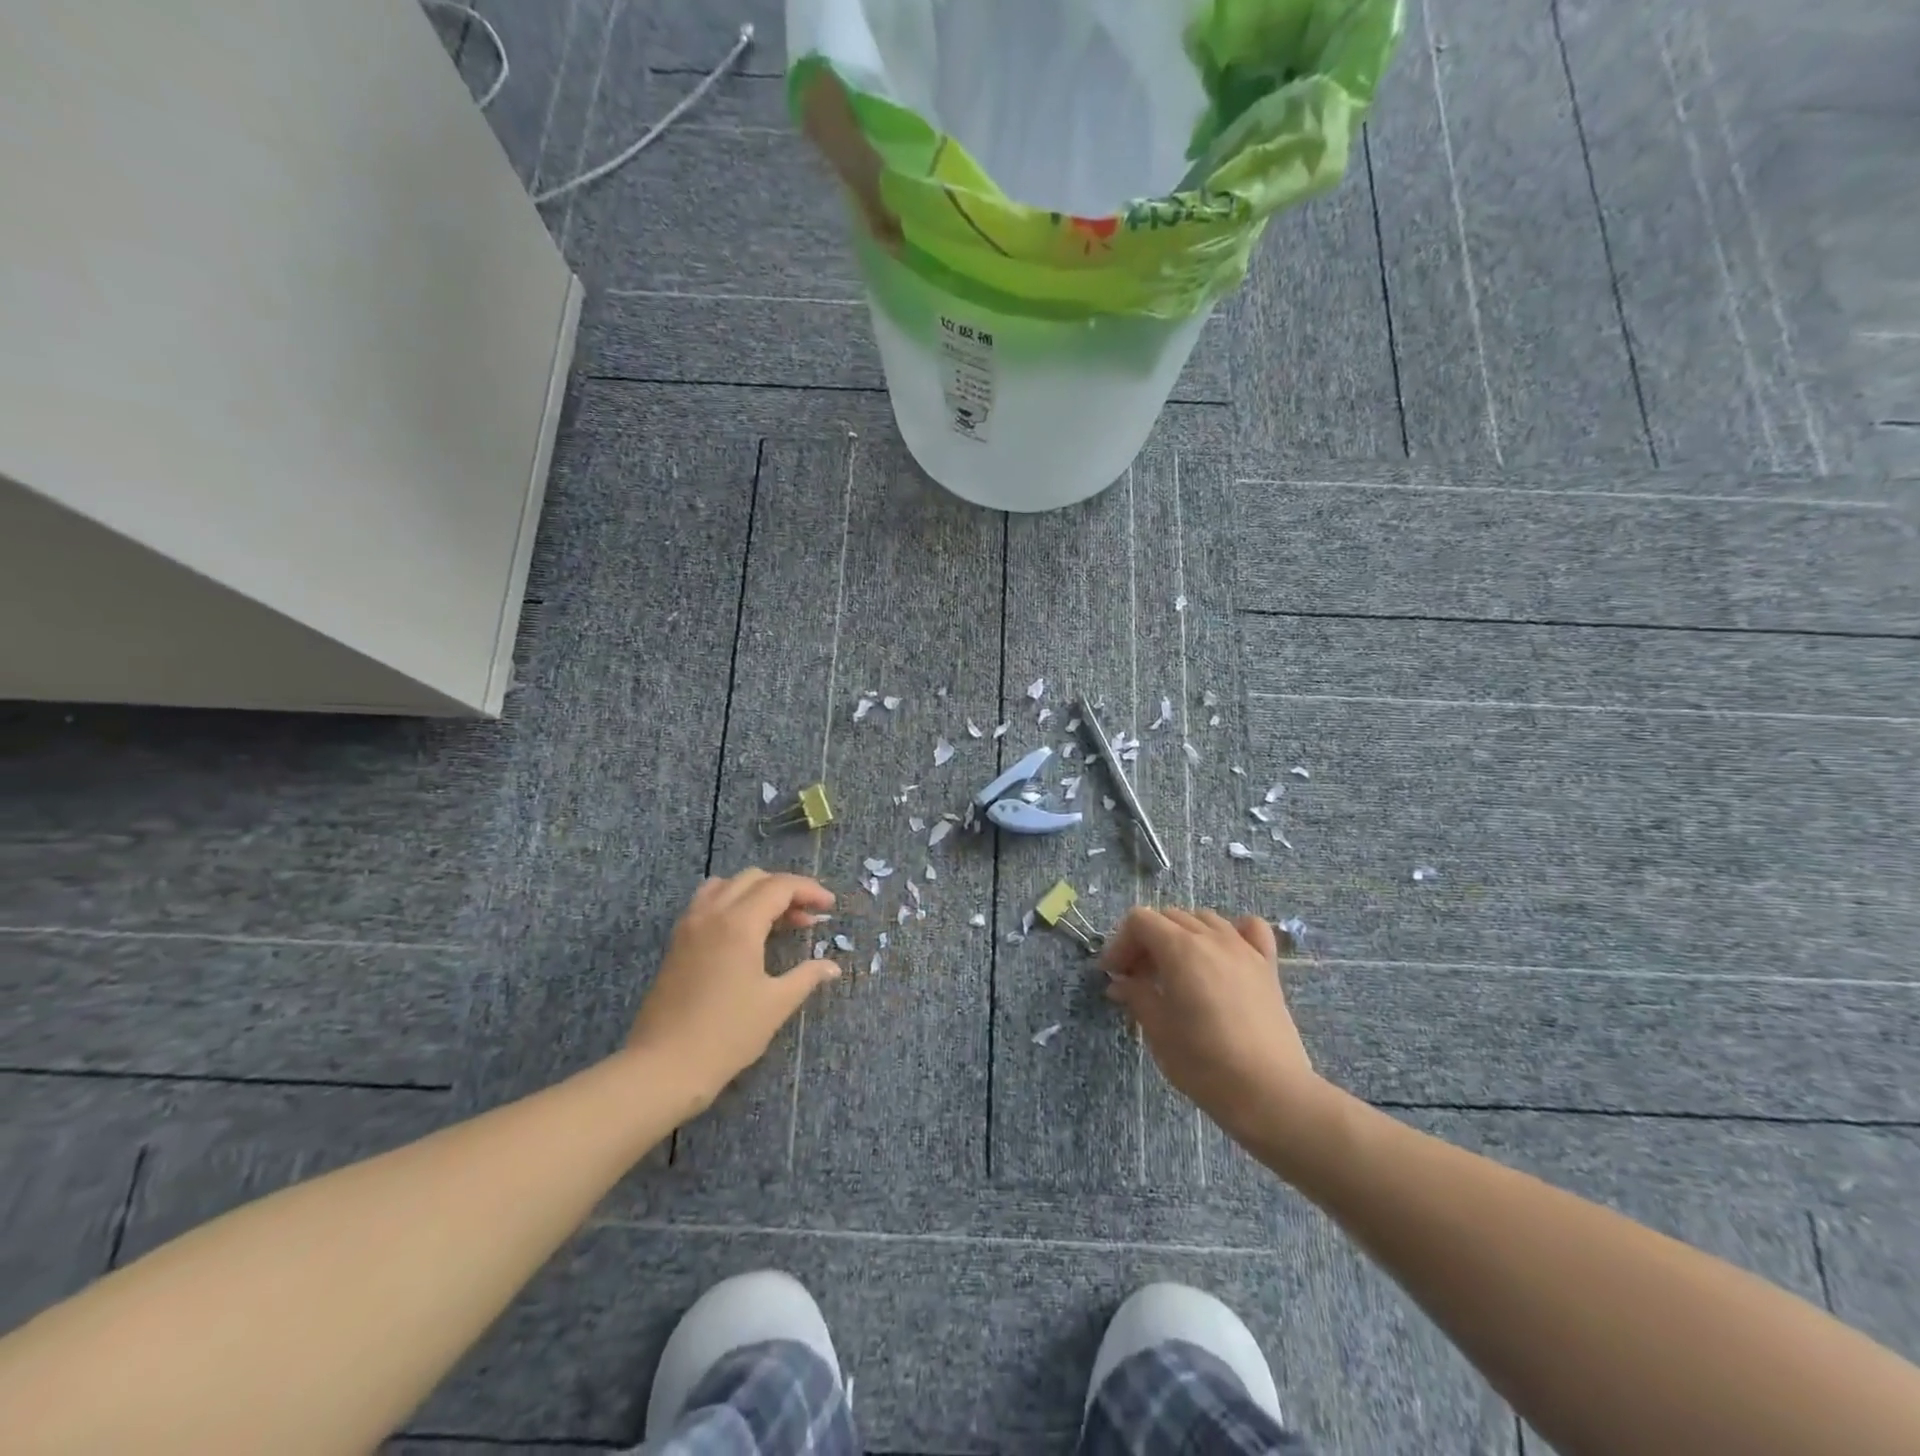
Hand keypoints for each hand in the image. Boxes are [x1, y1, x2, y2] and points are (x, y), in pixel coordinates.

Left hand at [626, 869, 840, 1107]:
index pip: (780, 886)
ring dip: (755, 892)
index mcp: (739, 923)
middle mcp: (712, 913)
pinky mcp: (677, 942)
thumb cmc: (727, 1034)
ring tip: (776, 919)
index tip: (829, 907)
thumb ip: (807, 976)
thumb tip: (832, 967)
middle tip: (807, 917)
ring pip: (726, 885)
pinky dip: (731, 903)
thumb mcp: (776, 1004)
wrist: (664, 1067)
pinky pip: (707, 903)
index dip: (809, 891)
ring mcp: (689, 926)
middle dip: (785, 890)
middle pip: (753, 878)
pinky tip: (744, 932)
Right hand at [1101, 907, 1325, 1142]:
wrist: (1271, 1094)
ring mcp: (1244, 949)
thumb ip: (1136, 996)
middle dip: (1146, 941)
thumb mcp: (1158, 1031)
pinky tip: (1222, 956)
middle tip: (1138, 979)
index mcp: (1180, 949)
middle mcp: (1212, 937)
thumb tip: (1120, 983)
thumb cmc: (1205, 1063)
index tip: (1114, 974)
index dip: (1120, 943)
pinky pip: (1249, 930)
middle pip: (1169, 916)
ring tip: (1176, 971)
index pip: (1140, 920)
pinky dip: (1231, 932)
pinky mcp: (1268, 966)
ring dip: (1182, 935)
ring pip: (1204, 919)